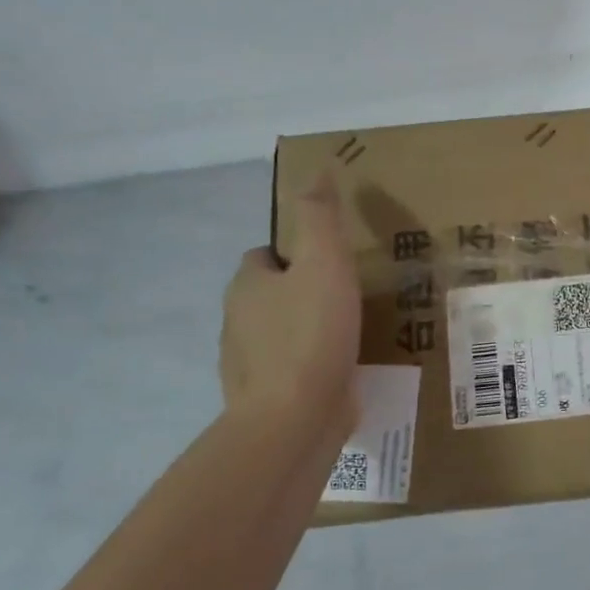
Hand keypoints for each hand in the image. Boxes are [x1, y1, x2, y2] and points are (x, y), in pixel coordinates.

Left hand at [220, 174, 361, 436]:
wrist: (294, 419)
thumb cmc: (311, 334)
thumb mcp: (324, 263)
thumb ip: (320, 217)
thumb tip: (318, 170)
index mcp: (247, 286)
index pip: (265, 257)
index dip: (296, 254)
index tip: (332, 263)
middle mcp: (238, 322)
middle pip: (271, 295)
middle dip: (303, 293)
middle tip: (350, 297)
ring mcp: (248, 364)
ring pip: (280, 334)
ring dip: (308, 331)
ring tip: (351, 334)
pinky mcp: (266, 398)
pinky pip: (291, 370)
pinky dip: (311, 366)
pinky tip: (341, 371)